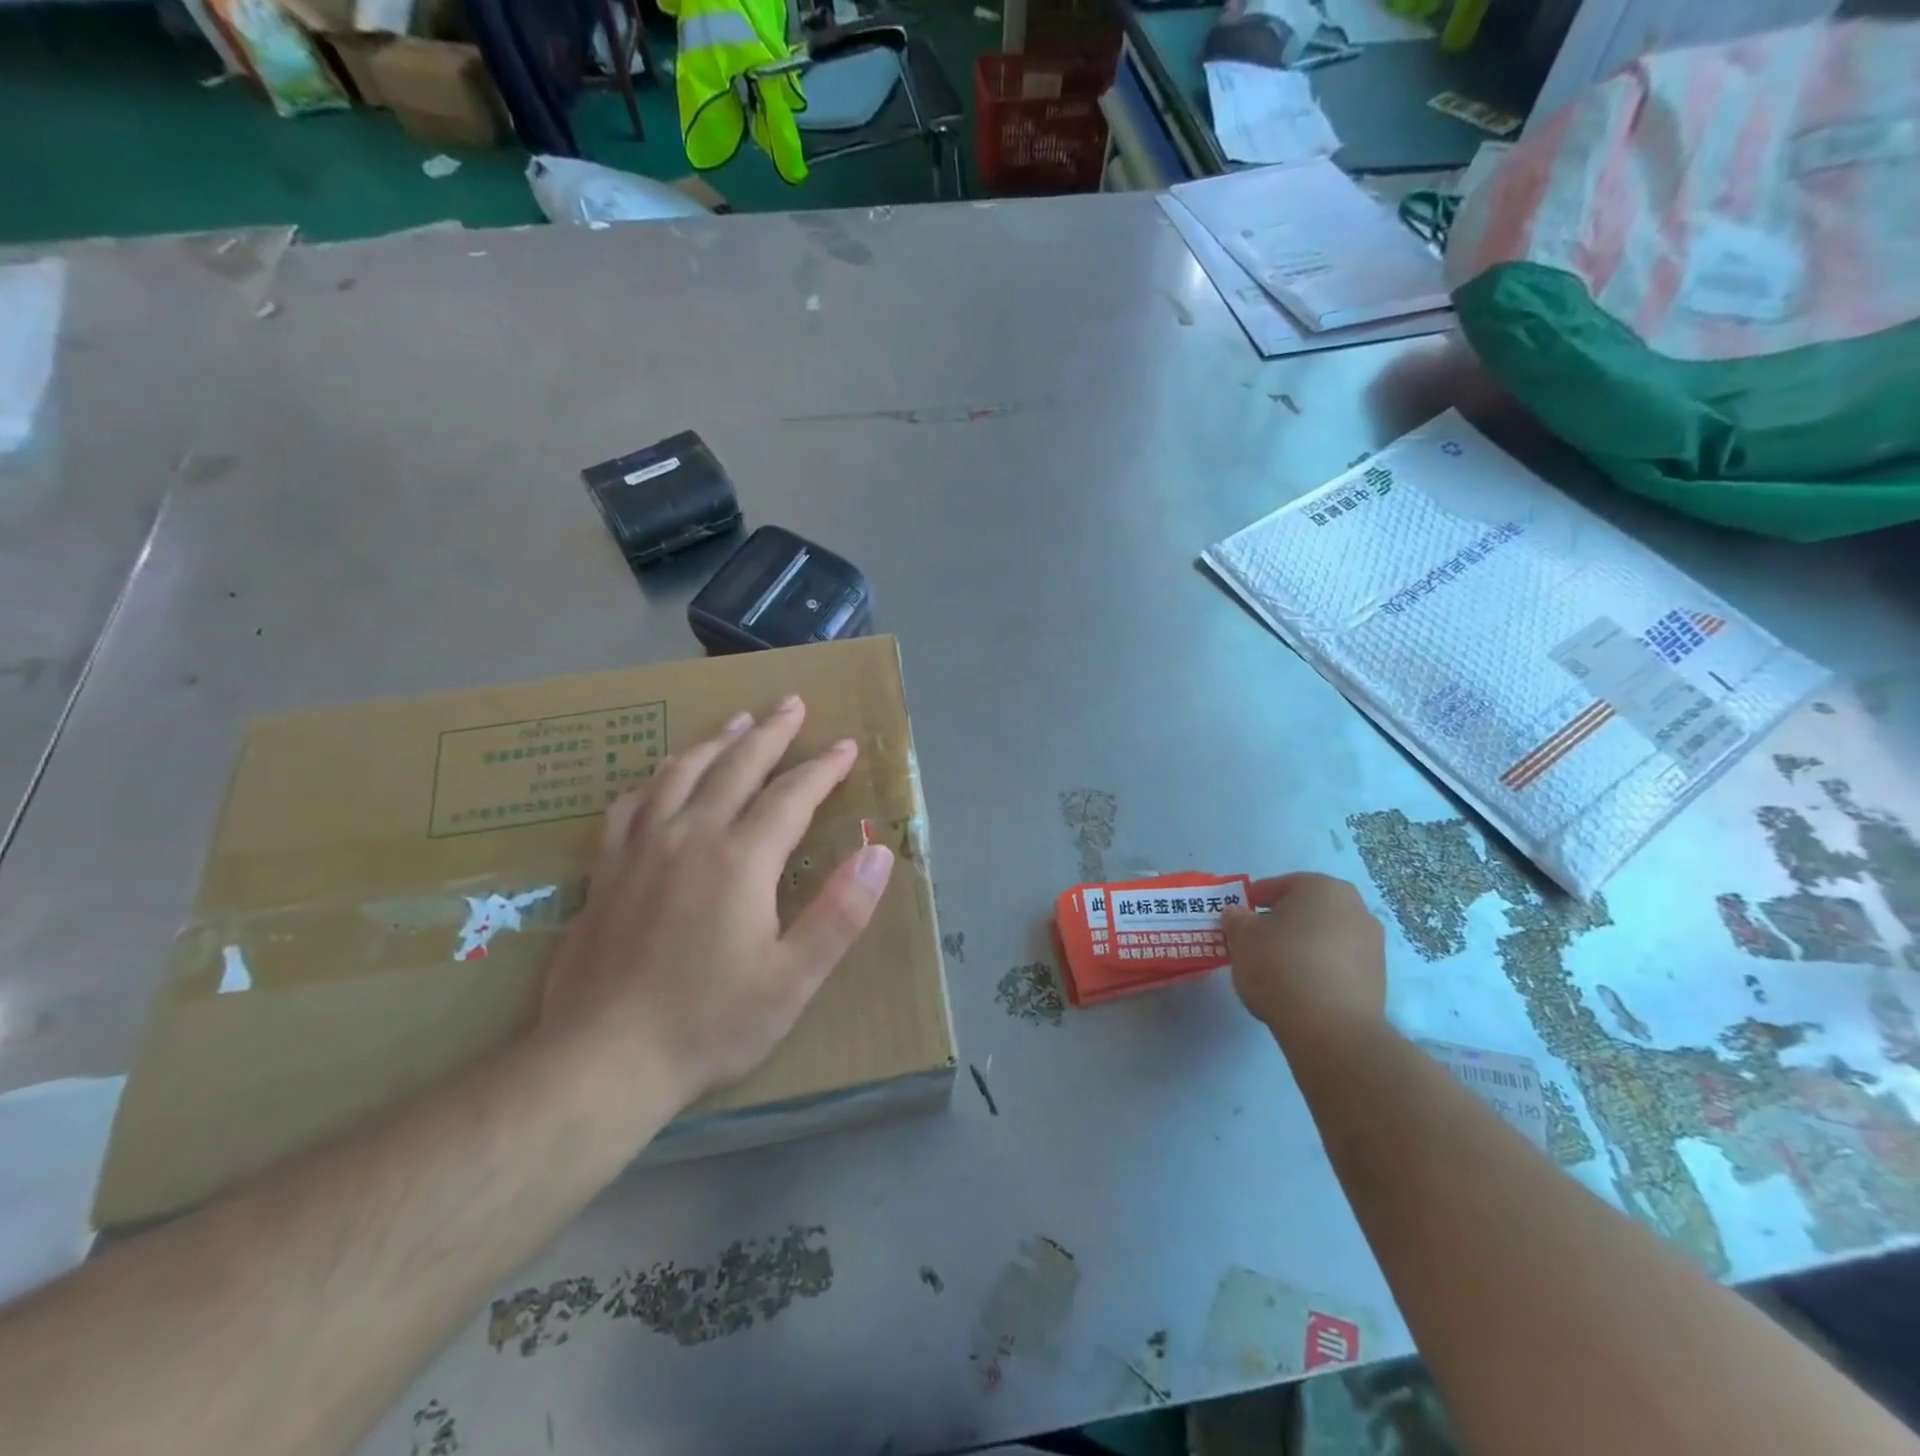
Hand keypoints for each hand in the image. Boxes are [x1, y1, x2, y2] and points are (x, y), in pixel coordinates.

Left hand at [539, 696, 894, 1114]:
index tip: (846, 746)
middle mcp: (690, 837)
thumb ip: (841, 912)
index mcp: (740, 859)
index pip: (791, 795)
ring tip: (737, 720)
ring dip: (715, 741)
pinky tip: (661, 776)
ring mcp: (641, 849)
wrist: (601, 1062)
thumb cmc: (710, 1023)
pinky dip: (655, 778)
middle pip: (736, 766)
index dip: (823, 768)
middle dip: (770, 732)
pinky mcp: (606, 870)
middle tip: (791, 702)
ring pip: (681, 773)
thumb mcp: (794, 978)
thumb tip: (880, 852)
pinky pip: (631, 804)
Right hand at [1222, 873, 1385, 1043]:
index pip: (1278, 886)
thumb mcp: (1242, 937)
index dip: (1252, 902)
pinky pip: (1338, 964)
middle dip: (1281, 923)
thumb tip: (1237, 915)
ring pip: (1324, 937)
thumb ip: (1236, 919)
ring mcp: (1372, 944)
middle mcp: (1355, 907)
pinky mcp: (1378, 978)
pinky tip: (1299, 989)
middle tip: (1255, 943)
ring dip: (1301, 946)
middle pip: (1305, 910)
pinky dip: (1319, 969)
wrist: (1331, 1028)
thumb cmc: (1280, 966)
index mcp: (1321, 887)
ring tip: (1276, 970)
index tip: (1237, 921)